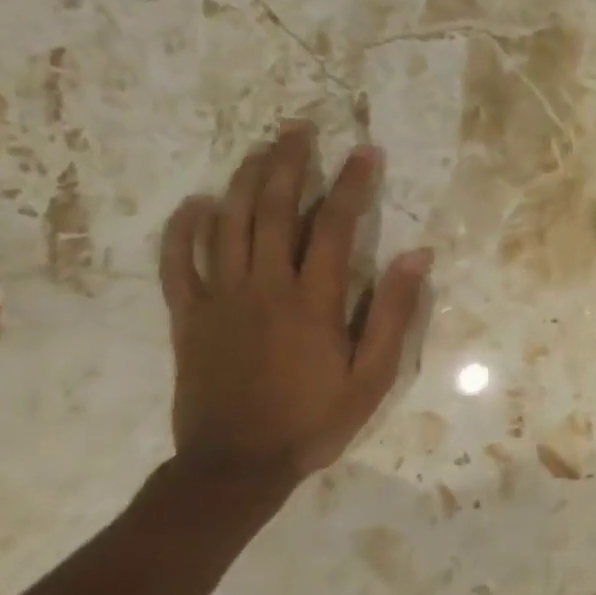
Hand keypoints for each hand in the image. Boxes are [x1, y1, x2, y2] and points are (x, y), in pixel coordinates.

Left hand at [159, 123, 431, 486]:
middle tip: (301, 127)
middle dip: (291, 163)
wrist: (235, 467)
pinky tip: (196, 203)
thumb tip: (416, 256)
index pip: (335, 226)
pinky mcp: (188, 317)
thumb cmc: (314, 419)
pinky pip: (179, 264)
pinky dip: (183, 229)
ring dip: (246, 180)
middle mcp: (264, 287)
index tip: (367, 151)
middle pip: (275, 210)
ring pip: (228, 224)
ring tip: (262, 148)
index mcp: (312, 301)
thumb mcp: (373, 375)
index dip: (353, 184)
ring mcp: (220, 299)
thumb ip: (393, 313)